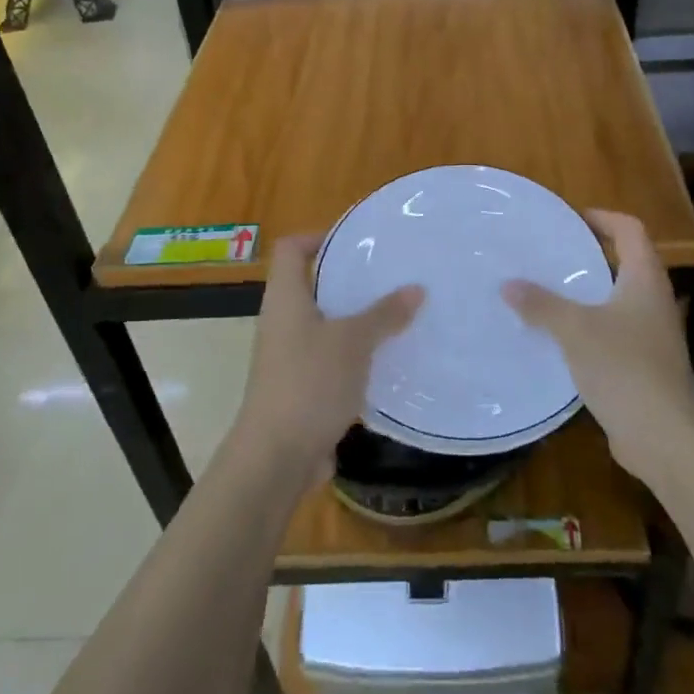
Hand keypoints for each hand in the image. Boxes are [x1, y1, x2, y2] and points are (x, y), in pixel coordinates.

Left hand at [231, 232, 422, 487]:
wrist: (277, 456)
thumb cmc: (309, 383)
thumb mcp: (353, 342)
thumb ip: (384, 313)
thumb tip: (416, 288)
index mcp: (285, 299)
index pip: (291, 249)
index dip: (318, 236)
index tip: (357, 242)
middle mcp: (282, 322)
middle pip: (312, 285)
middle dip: (349, 280)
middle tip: (390, 276)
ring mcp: (289, 357)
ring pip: (325, 325)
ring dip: (356, 320)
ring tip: (397, 314)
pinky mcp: (301, 387)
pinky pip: (330, 359)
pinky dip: (354, 355)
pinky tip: (387, 360)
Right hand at [503, 210, 693, 486]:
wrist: (664, 436)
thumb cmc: (624, 368)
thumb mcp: (575, 330)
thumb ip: (541, 304)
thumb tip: (507, 284)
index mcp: (645, 280)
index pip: (631, 230)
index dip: (604, 217)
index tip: (571, 218)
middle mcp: (654, 300)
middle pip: (626, 261)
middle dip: (591, 253)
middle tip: (552, 252)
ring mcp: (654, 334)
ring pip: (619, 298)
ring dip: (589, 291)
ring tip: (550, 290)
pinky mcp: (646, 364)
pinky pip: (615, 330)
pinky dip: (591, 324)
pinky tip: (562, 336)